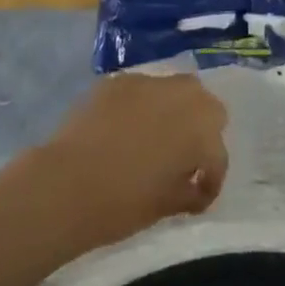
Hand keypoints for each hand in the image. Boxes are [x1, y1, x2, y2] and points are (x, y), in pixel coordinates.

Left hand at [31, 73, 228, 247]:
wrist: (66, 183)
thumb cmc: (121, 203)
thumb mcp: (164, 206)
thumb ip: (189, 190)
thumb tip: (195, 184)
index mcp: (199, 129)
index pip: (218, 153)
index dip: (211, 178)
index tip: (198, 196)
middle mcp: (181, 95)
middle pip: (206, 105)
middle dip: (202, 129)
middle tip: (184, 157)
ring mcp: (148, 81)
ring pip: (176, 88)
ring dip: (174, 110)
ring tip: (156, 137)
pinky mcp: (120, 79)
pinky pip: (142, 89)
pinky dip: (143, 105)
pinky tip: (126, 127)